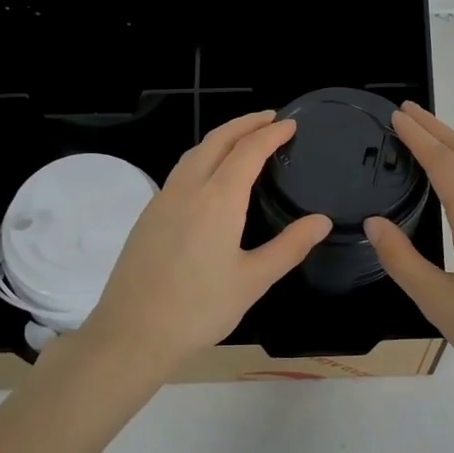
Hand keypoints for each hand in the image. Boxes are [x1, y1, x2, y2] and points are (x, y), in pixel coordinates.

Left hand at [84, 112, 332, 368]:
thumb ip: (289, 247)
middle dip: (245, 123)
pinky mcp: (148, 215)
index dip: (271, 134)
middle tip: (270, 119)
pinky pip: (180, 171)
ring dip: (221, 138)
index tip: (290, 124)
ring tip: (243, 139)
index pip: (248, 151)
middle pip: (217, 140)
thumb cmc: (199, 309)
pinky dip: (202, 157)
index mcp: (218, 199)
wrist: (132, 333)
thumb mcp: (253, 281)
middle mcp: (188, 188)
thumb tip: (321, 220)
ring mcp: (163, 199)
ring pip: (194, 153)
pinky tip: (210, 176)